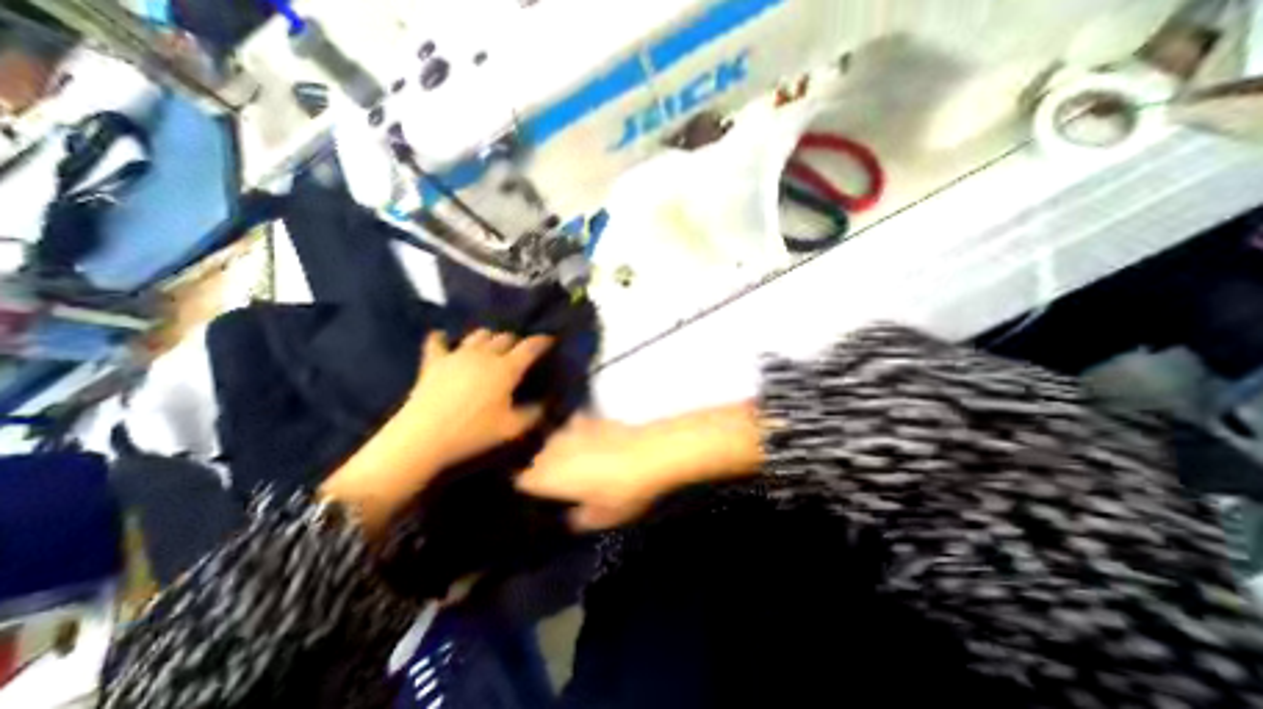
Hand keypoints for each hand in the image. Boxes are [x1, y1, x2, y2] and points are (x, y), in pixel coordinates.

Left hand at [404, 329, 557, 471]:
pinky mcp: (433, 361)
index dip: (542, 341)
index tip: (549, 339)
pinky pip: (437, 341)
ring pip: (478, 334)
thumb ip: (533, 414)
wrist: (423, 438)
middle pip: (505, 337)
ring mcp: (457, 355)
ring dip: (489, 338)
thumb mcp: (511, 428)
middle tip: (519, 351)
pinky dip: (443, 339)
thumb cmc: (473, 433)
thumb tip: (545, 404)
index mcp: (506, 368)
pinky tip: (444, 339)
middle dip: (515, 341)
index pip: (530, 347)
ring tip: (491, 347)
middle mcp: (484, 355)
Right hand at [517, 419, 674, 527]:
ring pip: (553, 441)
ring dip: (558, 449)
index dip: (530, 487)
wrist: (648, 454)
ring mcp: (570, 431)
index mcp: (548, 477)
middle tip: (557, 479)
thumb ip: (580, 519)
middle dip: (542, 467)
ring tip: (573, 459)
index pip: (523, 480)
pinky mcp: (588, 418)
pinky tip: (590, 440)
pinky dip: (577, 433)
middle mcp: (552, 450)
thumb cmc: (622, 492)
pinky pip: (573, 427)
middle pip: (536, 458)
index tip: (539, 493)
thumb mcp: (602, 516)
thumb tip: (571, 516)